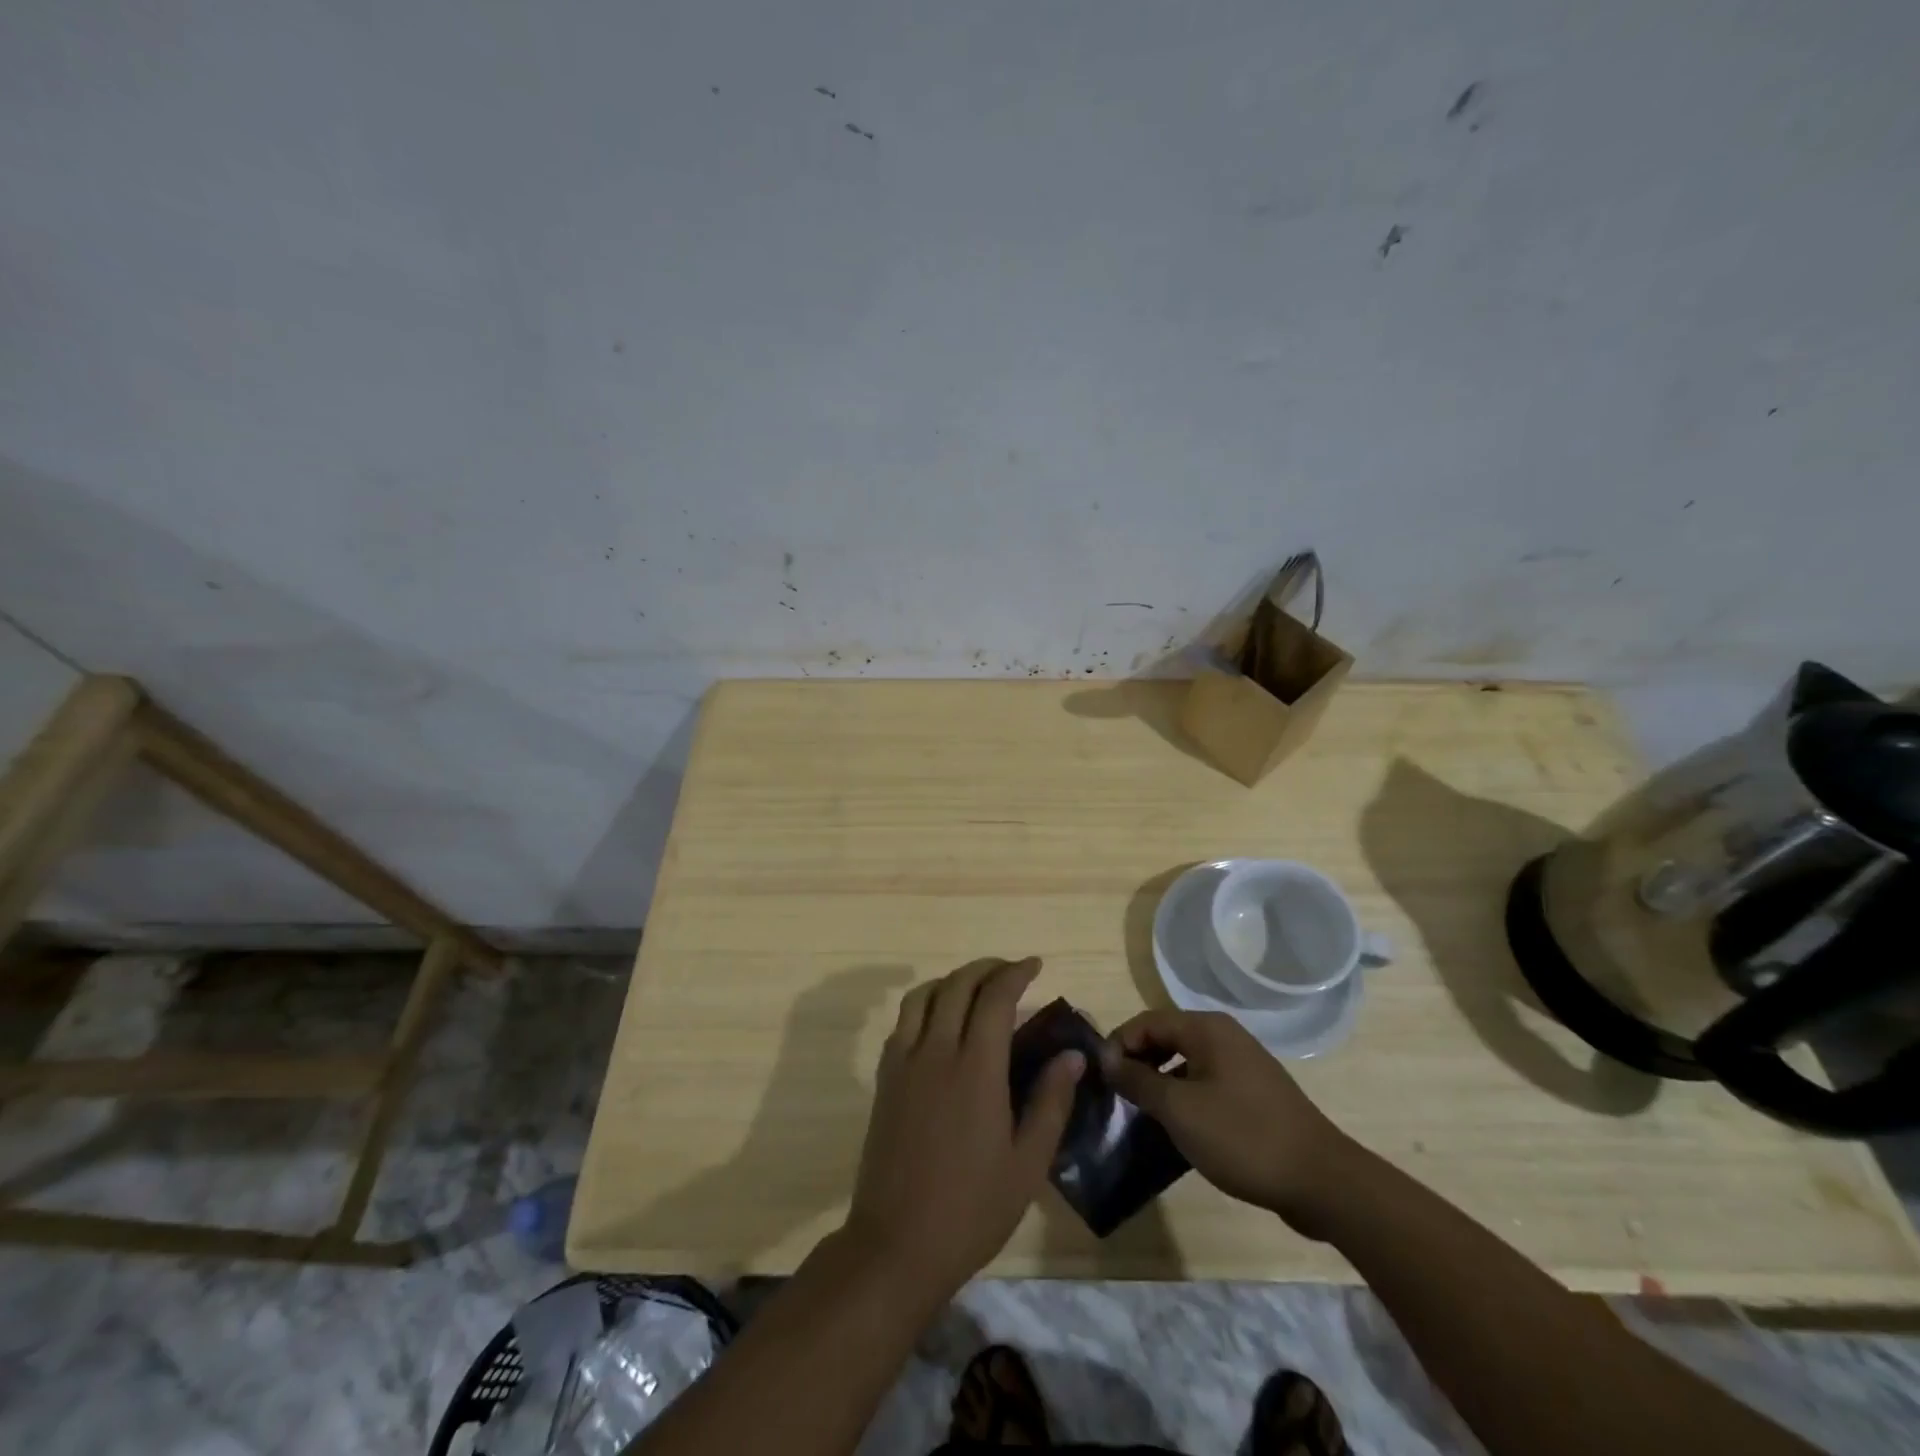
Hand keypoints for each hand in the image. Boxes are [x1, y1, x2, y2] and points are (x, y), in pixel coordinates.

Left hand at [844, 957, 1083, 1305]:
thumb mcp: (1027, 1163)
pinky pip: (903, 1021)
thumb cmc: (972, 1208)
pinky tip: (941, 1022)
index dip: (1015, 973)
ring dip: (952, 980)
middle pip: (958, 985)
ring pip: (924, 995)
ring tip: (975, 989)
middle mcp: (936, 1051)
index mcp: (976, 1068)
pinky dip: (925, 1004)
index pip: (996, 997)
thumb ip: (1051, 1101)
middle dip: (986, 969)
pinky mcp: (884, 1077)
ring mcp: (904, 1061)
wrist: (896, 1243)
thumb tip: (1072, 1055)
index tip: (1034, 966)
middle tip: (1011, 972)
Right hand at [1101, 1008, 1350, 1234]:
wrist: (1322, 1181)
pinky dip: (1184, 1097)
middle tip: (1117, 1096)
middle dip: (1138, 1062)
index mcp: (1207, 1029)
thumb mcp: (1179, 1110)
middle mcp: (1225, 1036)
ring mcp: (1243, 1065)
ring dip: (1159, 1082)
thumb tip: (1106, 1058)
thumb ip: (1138, 1080)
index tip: (1101, 1078)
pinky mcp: (1254, 1094)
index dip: (1118, 1044)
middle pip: (1166, 1037)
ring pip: (1186, 1062)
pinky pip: (1206, 1082)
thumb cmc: (1243, 1137)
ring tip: (1141, 1114)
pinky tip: (1177, 1129)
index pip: (1147, 1021)